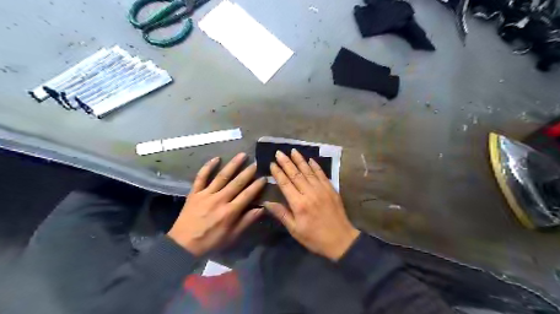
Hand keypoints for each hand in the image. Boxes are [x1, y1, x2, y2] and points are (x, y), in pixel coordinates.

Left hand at [169, 152, 266, 257]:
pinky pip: (201, 177)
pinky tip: (216, 158)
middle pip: (237, 182)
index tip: (264, 177)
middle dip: (248, 172)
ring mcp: (206, 194)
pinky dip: (207, 167)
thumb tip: (262, 208)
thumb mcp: (232, 236)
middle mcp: (219, 199)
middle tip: (256, 162)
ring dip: (233, 165)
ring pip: (222, 176)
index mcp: (230, 211)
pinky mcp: (194, 193)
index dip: (257, 185)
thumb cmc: (211, 241)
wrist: (183, 244)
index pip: (247, 194)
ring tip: (242, 155)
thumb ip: (247, 221)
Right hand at [263, 148, 357, 259]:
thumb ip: (281, 214)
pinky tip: (310, 160)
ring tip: (293, 151)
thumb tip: (266, 203)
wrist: (341, 240)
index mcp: (299, 204)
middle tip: (279, 152)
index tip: (272, 163)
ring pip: (308, 171)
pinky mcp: (331, 189)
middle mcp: (310, 193)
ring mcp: (322, 189)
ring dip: (300, 160)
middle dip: (286, 162)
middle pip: (295, 174)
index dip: (278, 173)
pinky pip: (322, 174)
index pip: (285, 184)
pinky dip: (315, 166)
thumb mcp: (295, 230)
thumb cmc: (314, 237)